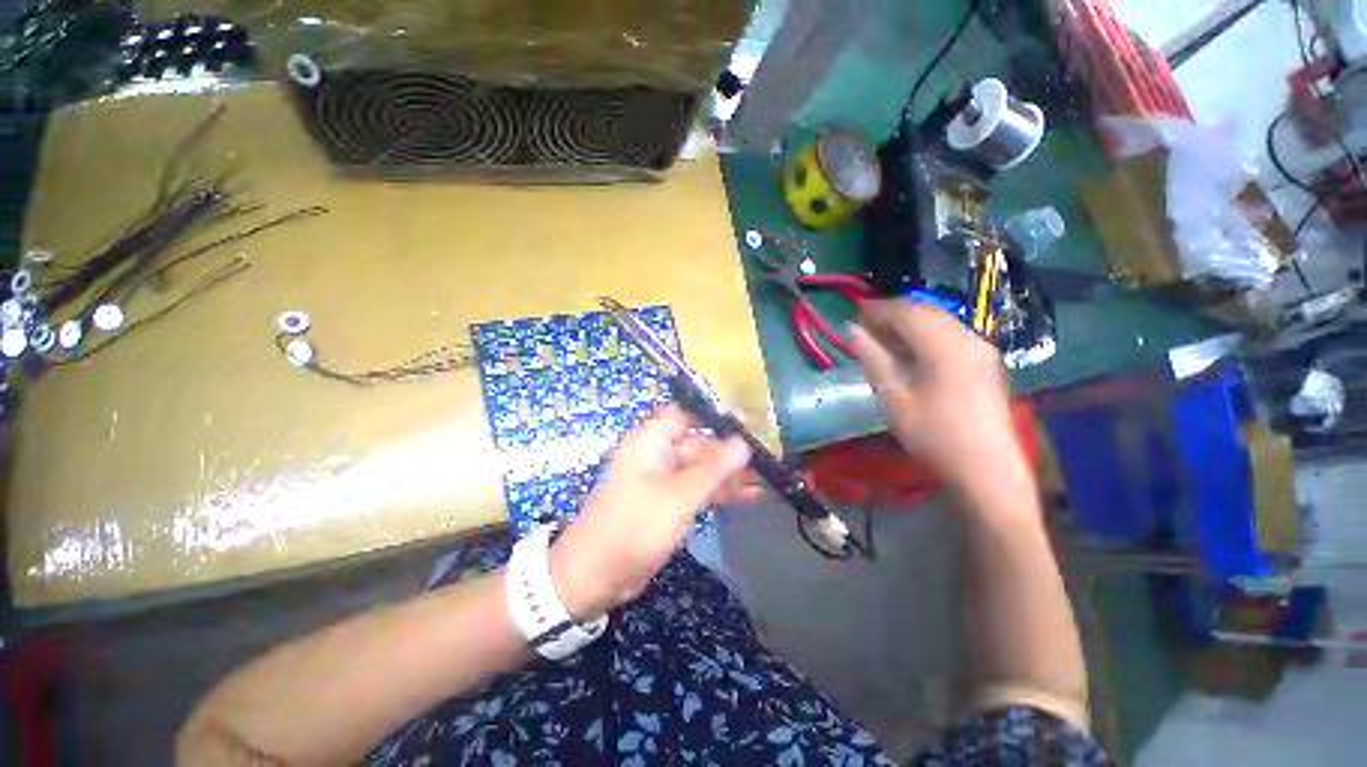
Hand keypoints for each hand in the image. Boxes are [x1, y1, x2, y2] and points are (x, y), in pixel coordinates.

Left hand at [548, 406, 752, 618]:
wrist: (595, 575)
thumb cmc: (634, 526)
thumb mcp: (678, 496)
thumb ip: (712, 468)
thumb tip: (743, 442)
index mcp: (650, 441)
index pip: (684, 414)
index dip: (712, 417)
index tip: (745, 426)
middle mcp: (656, 454)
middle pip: (697, 444)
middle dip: (727, 453)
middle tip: (762, 464)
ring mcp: (661, 480)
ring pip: (699, 468)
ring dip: (727, 475)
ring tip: (761, 483)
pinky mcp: (666, 502)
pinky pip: (695, 489)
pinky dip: (716, 492)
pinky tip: (744, 498)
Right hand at [850, 301, 1026, 497]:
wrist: (986, 468)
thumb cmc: (933, 435)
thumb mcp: (893, 397)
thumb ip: (872, 358)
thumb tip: (852, 330)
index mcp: (944, 346)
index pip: (906, 311)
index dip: (877, 309)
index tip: (855, 315)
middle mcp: (968, 338)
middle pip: (925, 311)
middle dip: (893, 315)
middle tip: (866, 328)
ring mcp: (981, 348)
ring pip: (939, 321)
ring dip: (910, 324)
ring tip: (885, 339)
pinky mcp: (986, 361)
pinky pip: (951, 334)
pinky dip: (926, 334)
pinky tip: (912, 352)